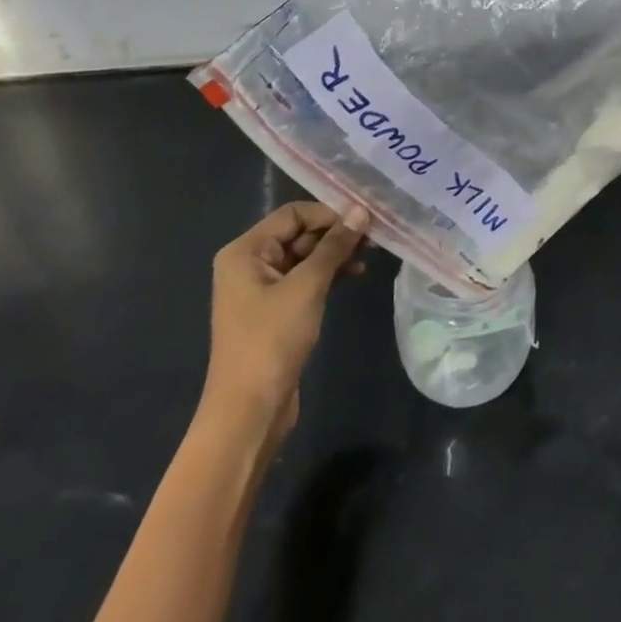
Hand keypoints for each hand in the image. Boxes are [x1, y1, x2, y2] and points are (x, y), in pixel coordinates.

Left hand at [197, 201, 366, 449]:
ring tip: (370, 255)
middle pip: (299, 233)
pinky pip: (305, 279)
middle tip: (374, 237)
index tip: (365, 220)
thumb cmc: (272, 340)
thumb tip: (360, 211)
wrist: (249, 411)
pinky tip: (355, 275)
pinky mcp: (276, 311)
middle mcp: (250, 263)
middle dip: (336, 233)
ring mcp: (262, 289)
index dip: (329, 213)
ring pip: (306, 257)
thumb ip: (334, 246)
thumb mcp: (307, 286)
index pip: (293, 214)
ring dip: (336, 254)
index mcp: (245, 251)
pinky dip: (329, 274)